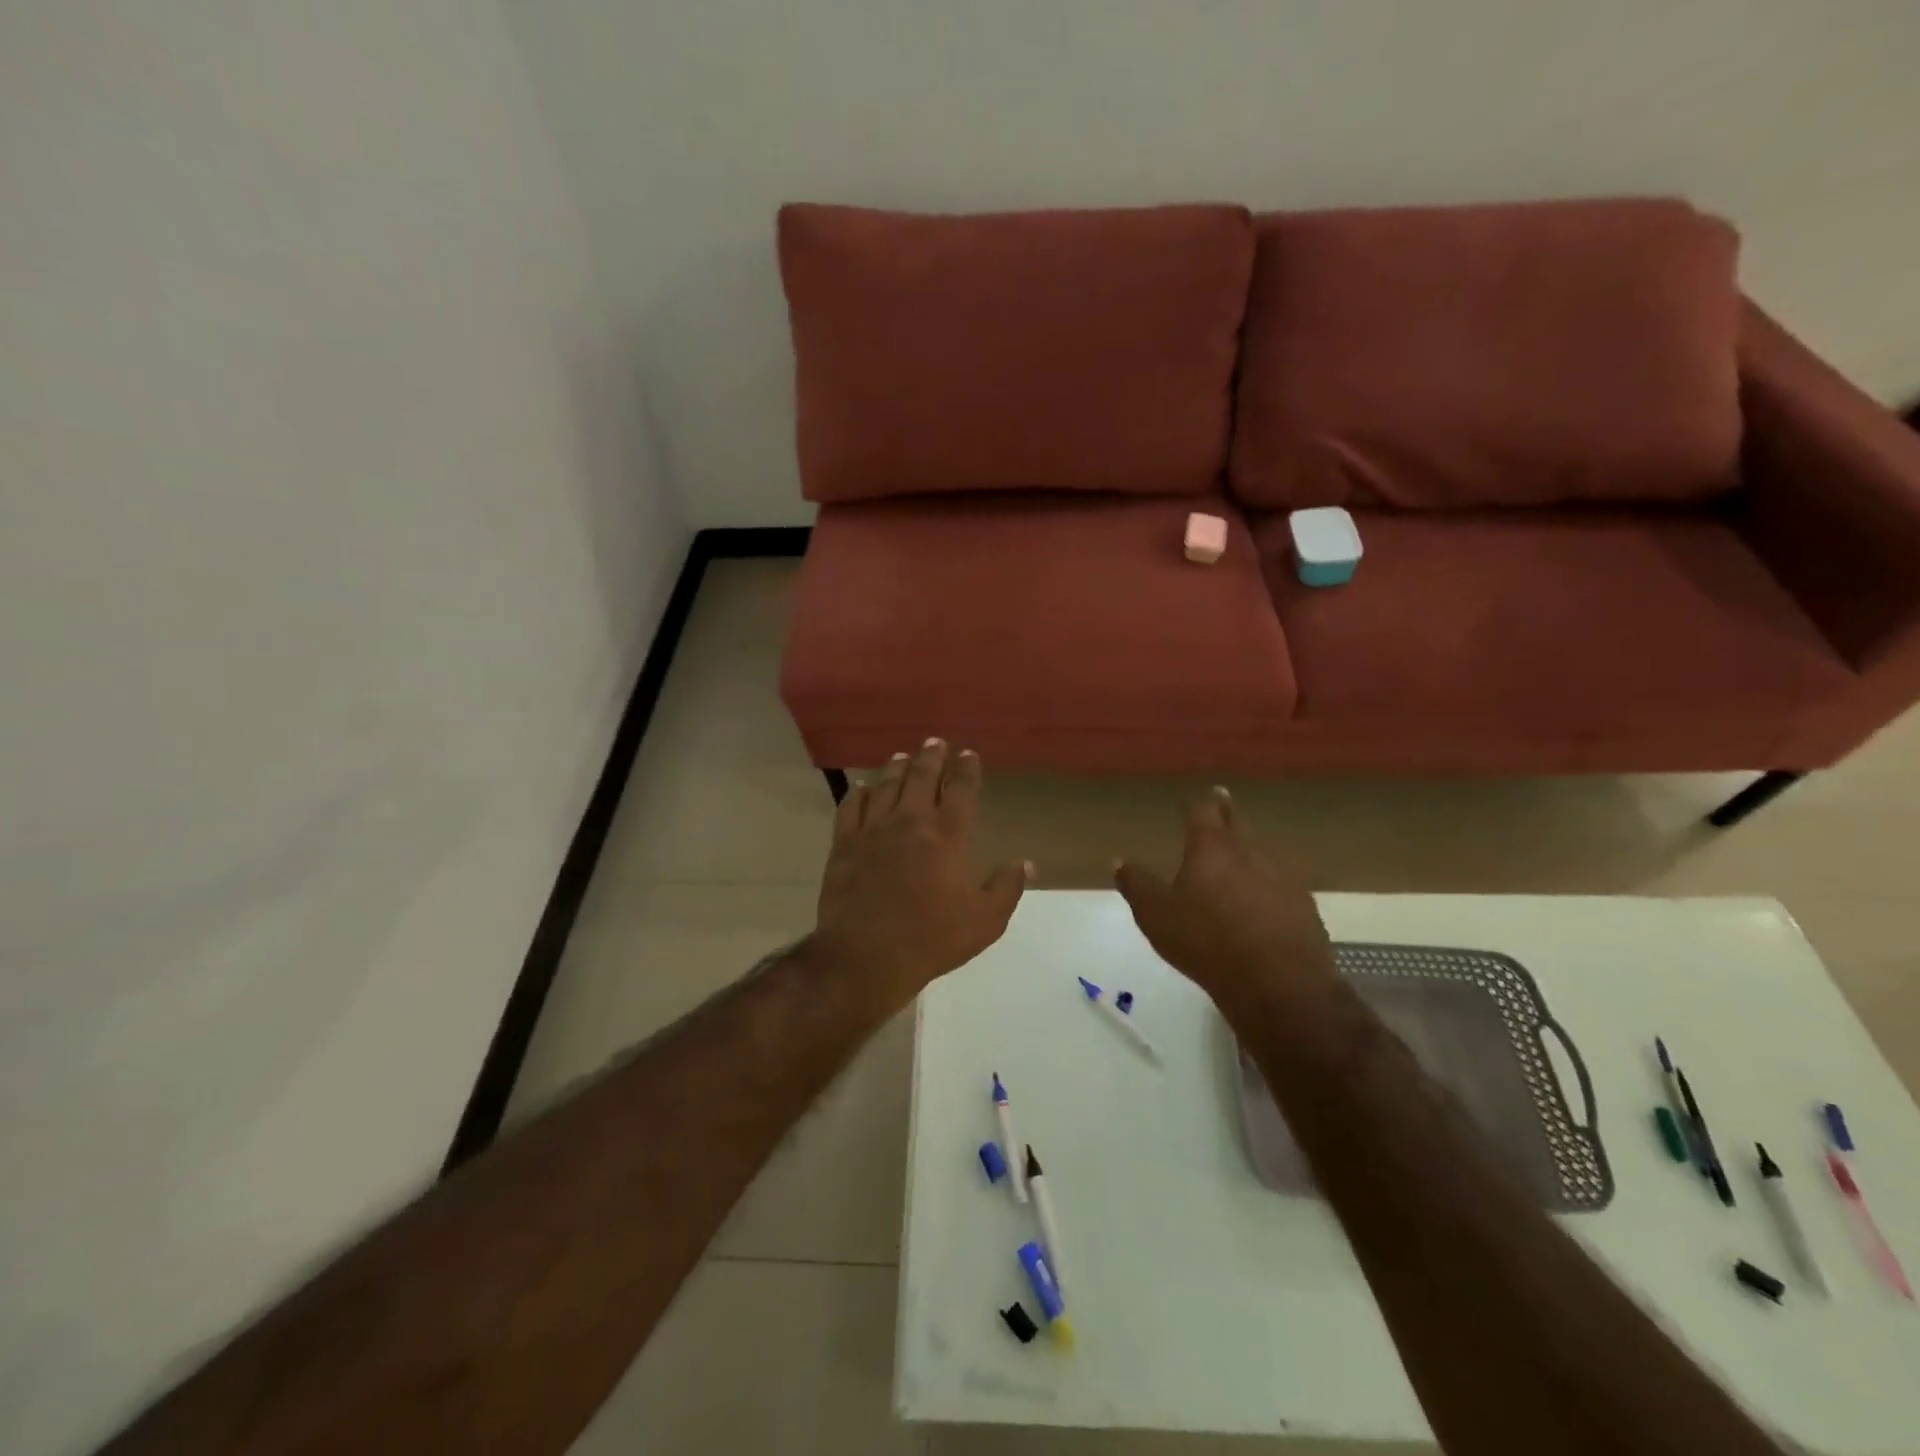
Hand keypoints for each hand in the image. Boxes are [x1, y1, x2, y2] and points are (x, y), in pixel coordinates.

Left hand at [811, 739, 1031, 1007]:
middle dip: (931, 756)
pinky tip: (863, 787)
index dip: (966, 769)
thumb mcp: (986, 921)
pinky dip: (859, 793)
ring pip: (886, 786)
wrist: (867, 955)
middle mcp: (911, 821)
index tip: (968, 755)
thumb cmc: (933, 939)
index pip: (961, 789)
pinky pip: (850, 807)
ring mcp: (874, 829)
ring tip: (902, 756)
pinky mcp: (844, 844)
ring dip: (897, 767)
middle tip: (935, 742)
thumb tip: (1026, 863)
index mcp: (949, 835)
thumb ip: (1007, 887)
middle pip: (922, 777)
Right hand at [1113, 787, 1338, 1015]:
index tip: (1204, 795)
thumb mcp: (1156, 915)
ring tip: (1238, 865)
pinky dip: (1268, 892)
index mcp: (1212, 849)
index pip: (1205, 812)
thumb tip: (1119, 861)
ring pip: (1261, 858)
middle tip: (1224, 805)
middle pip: (1238, 827)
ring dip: (1248, 858)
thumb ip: (1137, 885)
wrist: (1278, 983)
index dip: (1201, 803)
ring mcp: (1283, 880)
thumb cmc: (1206, 941)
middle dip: (1228, 816)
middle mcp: (1250, 854)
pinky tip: (1263, 909)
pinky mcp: (1304, 909)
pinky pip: (1281, 890)